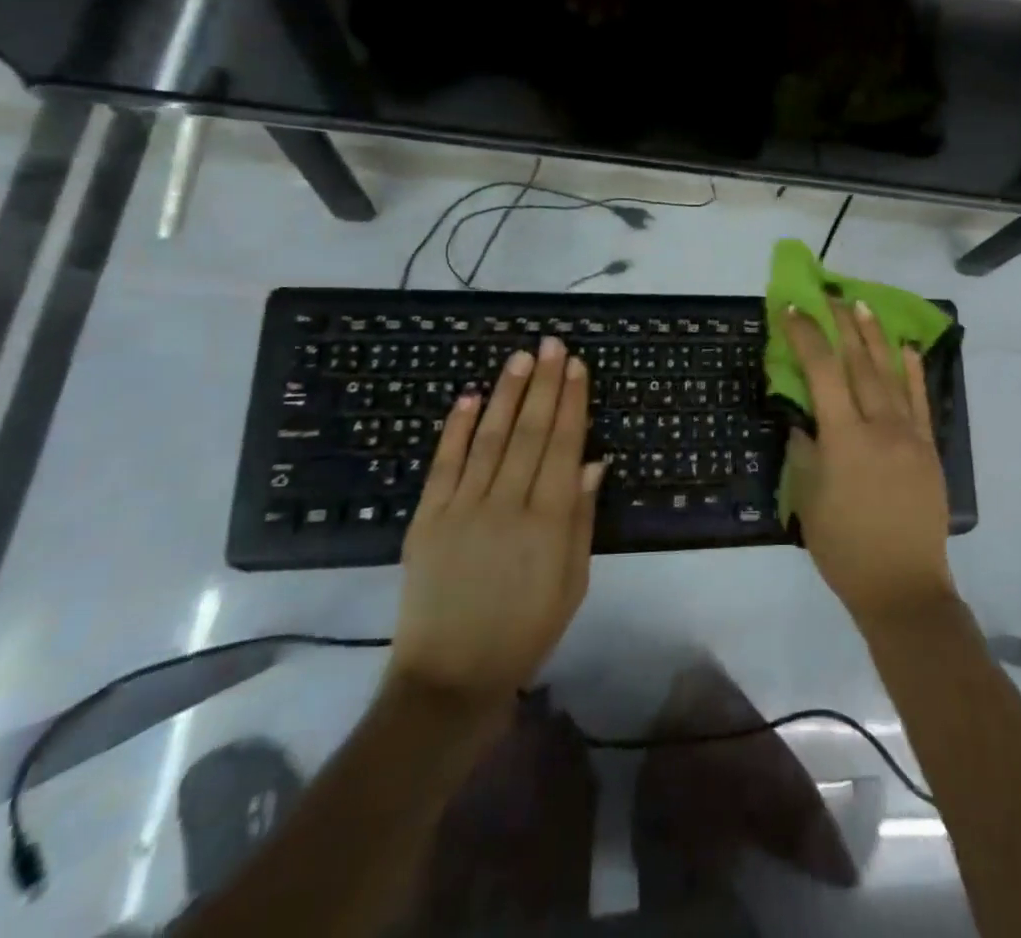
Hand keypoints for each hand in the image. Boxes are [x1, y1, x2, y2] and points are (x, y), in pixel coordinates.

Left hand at [390, 338, 603, 704]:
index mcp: (549, 521)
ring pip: (490, 438)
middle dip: (544, 383)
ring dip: (506, 393)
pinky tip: (470, 398)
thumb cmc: (526, 630)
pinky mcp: (426, 520)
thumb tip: (594, 460)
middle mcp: (506, 504)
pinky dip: (457, 428)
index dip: (571, 402)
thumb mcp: (573, 581)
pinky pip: (444, 464)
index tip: (576, 366)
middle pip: (529, 431)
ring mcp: (462, 509)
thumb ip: (582, 517)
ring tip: (520, 358)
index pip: (563, 445)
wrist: (451, 677)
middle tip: (552, 344)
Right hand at [783, 302, 954, 625]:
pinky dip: (914, 372)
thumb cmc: (845, 549)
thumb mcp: (808, 500)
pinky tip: (908, 349)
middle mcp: (879, 426)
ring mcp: (910, 435)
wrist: (904, 587)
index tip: (793, 310)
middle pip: (859, 364)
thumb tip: (803, 419)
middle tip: (830, 296)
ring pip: (891, 374)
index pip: (822, 373)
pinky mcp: (929, 448)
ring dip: (875, 337)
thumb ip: (805, 451)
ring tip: (862, 307)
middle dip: (842, 326)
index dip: (806, 336)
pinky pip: (921, 401)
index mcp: (844, 439)